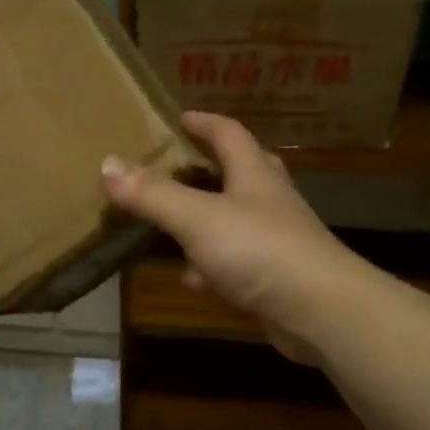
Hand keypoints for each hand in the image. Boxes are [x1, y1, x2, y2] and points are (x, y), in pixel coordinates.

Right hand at [101, 111, 356, 364]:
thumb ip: (153, 194)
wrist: (322, 311)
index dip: (204, 123)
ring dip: (208, 216)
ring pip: (237, 218)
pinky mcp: (276, 277)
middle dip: (211, 164)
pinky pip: (236, 261)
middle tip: (179, 164)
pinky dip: (212, 264)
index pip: (229, 134)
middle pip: (241, 171)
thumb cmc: (259, 250)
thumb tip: (108, 164)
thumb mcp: (197, 218)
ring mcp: (276, 240)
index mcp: (254, 174)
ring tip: (174, 220)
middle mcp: (269, 200)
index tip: (180, 118)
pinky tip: (192, 278)